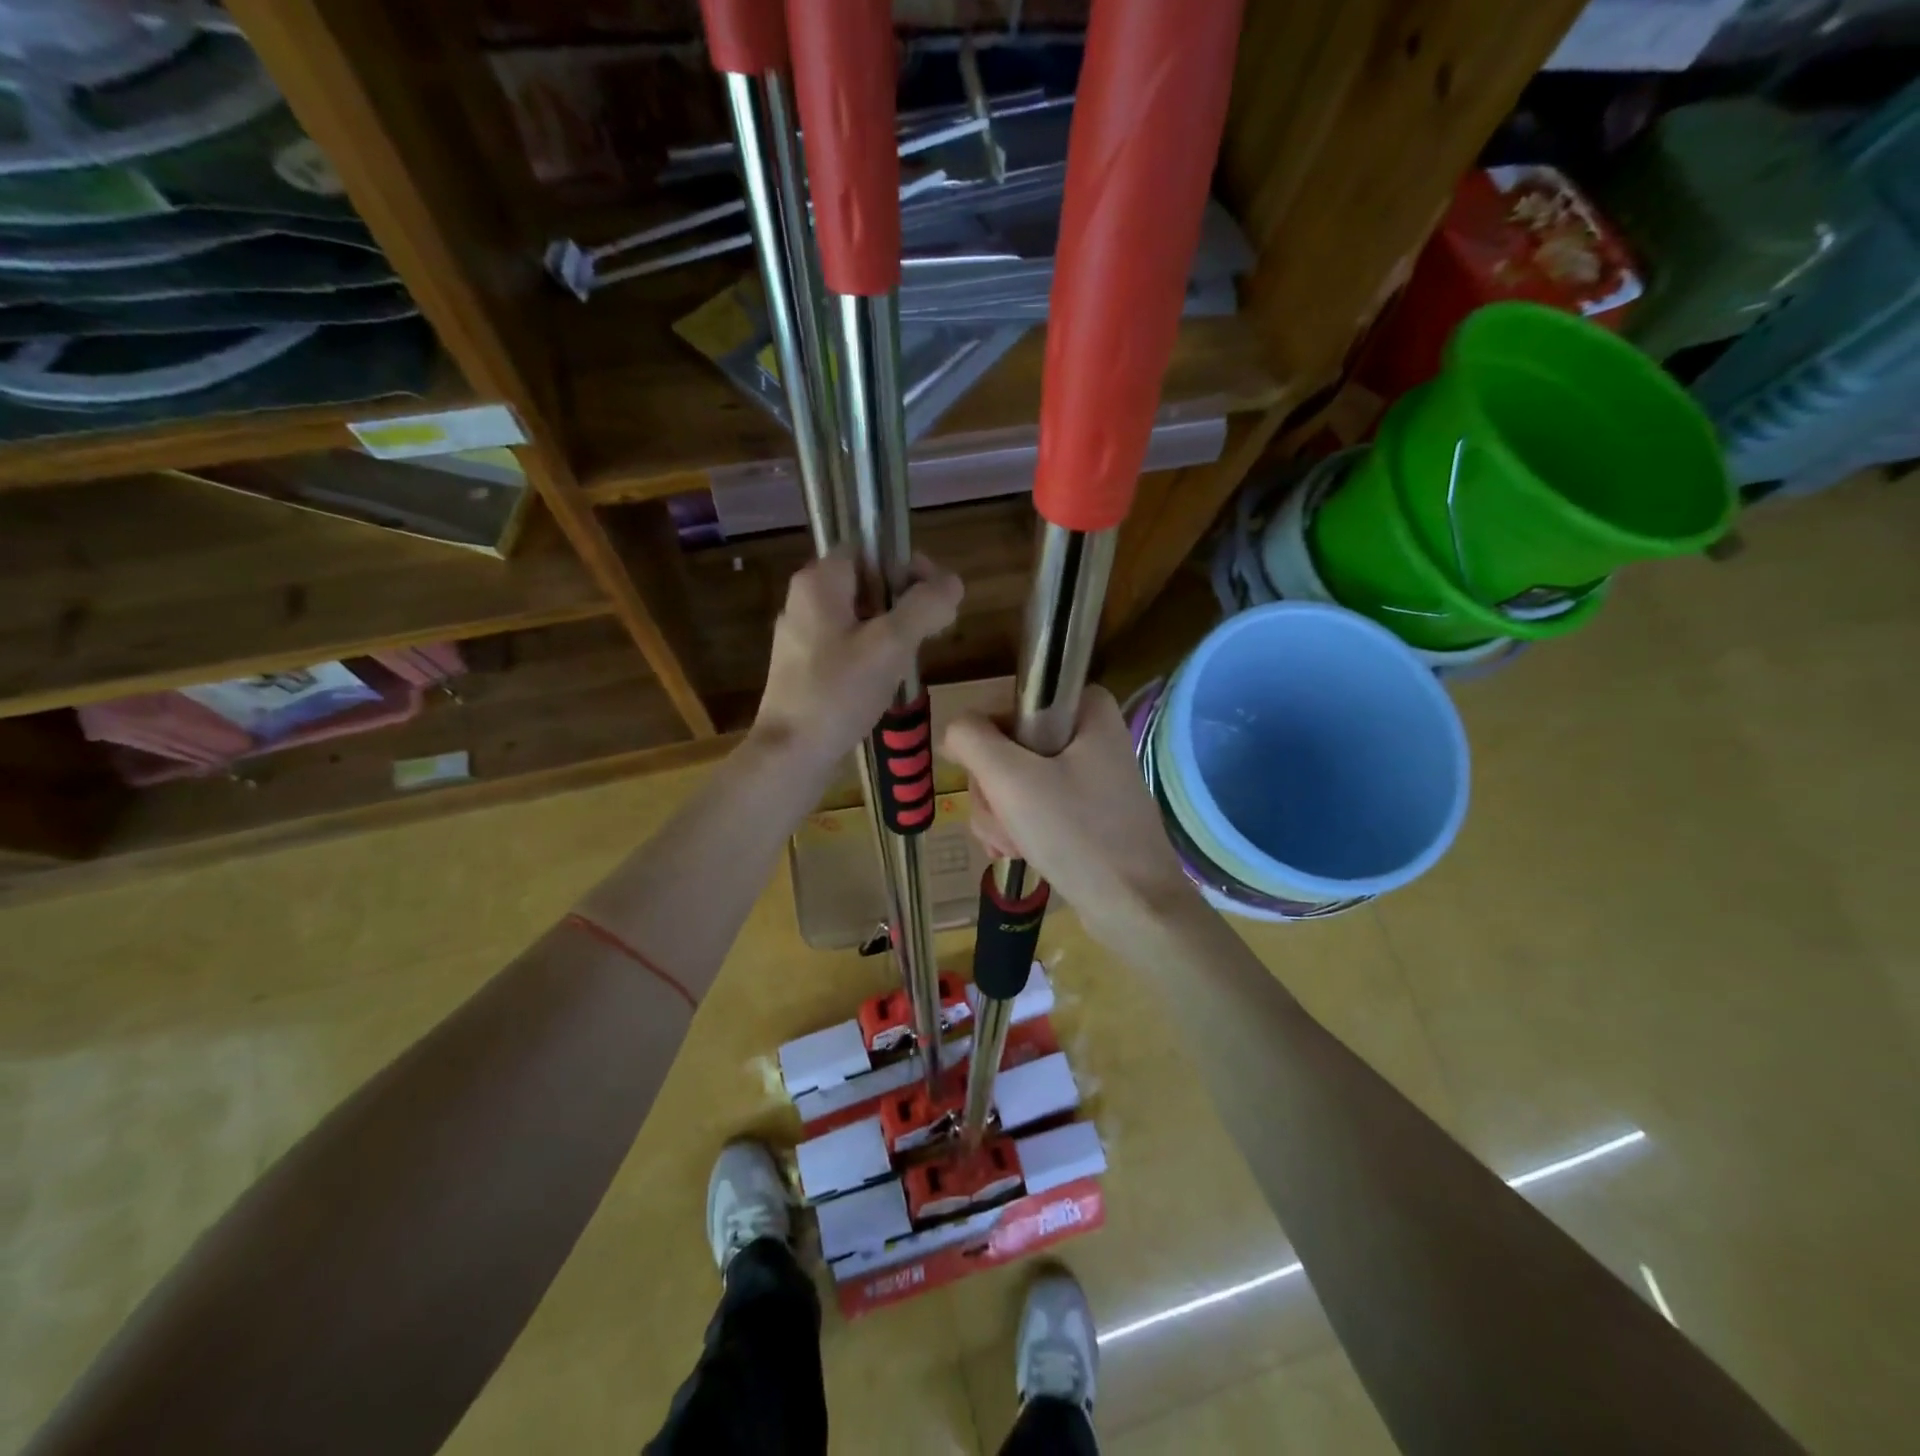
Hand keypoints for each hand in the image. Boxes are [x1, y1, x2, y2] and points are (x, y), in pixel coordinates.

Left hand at [752, 552, 962, 770]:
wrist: (792, 753)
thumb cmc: (838, 692)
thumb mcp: (891, 645)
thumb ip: (925, 606)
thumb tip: (953, 582)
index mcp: (819, 582)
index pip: (869, 548)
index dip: (905, 564)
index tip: (931, 595)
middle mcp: (805, 600)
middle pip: (866, 582)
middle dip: (903, 601)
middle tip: (929, 631)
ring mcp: (802, 635)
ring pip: (859, 616)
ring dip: (891, 629)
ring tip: (910, 658)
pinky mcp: (804, 666)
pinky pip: (847, 644)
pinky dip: (871, 652)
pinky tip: (885, 679)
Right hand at [941, 687, 1198, 944]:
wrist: (1134, 907)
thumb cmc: (1077, 834)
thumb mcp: (1012, 780)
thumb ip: (971, 740)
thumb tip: (955, 731)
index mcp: (1085, 708)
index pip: (1007, 708)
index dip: (987, 746)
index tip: (993, 782)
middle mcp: (1089, 734)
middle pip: (1006, 749)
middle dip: (994, 793)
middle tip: (1008, 822)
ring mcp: (1087, 775)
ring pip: (1013, 783)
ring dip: (1001, 817)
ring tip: (1016, 845)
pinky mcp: (1084, 810)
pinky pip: (1032, 807)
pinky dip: (1018, 830)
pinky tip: (1021, 853)